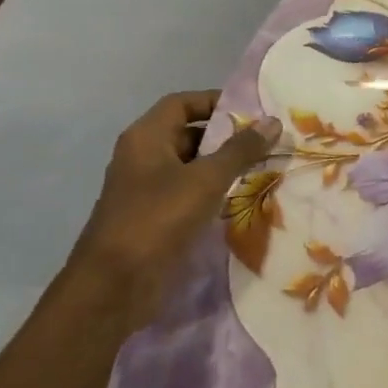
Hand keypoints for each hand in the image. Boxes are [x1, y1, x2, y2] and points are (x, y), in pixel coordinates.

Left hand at [66, 92, 280, 329]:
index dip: (215, 101)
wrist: (113, 286)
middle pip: (188, 133)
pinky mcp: (153, 218)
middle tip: (264, 142)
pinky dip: (212, 192)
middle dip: (225, 136)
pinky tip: (240, 199)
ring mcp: (146, 189)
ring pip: (190, 166)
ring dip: (222, 166)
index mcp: (146, 138)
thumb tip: (273, 121)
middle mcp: (142, 157)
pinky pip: (187, 193)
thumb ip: (241, 150)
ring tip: (261, 168)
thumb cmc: (157, 219)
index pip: (182, 103)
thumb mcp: (206, 179)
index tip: (251, 111)